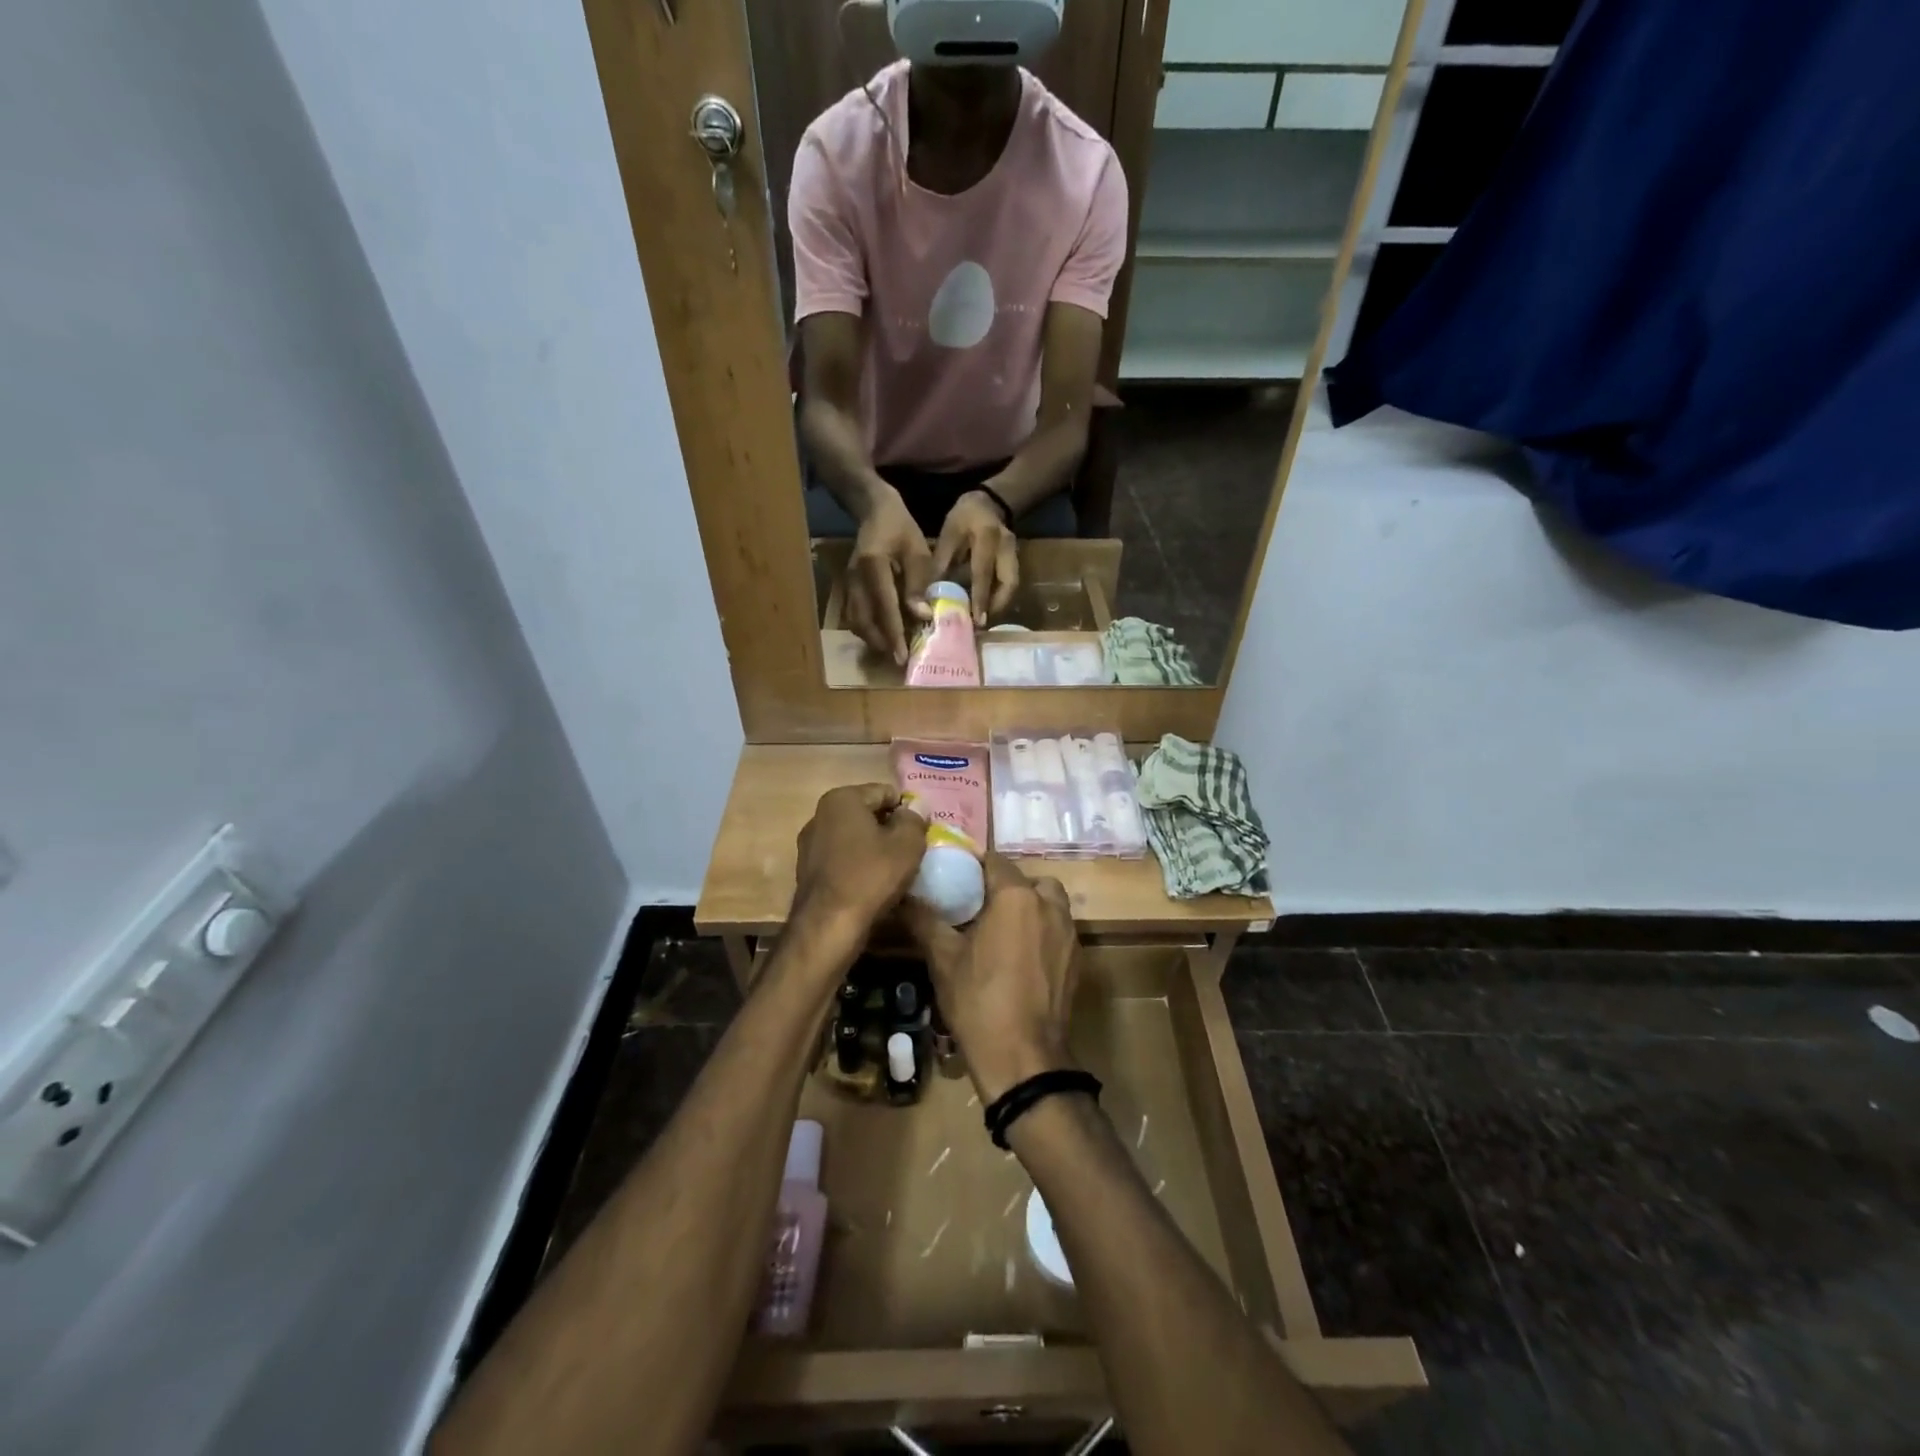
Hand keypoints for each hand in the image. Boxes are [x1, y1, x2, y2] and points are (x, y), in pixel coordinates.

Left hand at [793, 785, 927, 945]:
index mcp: (842, 799)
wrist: (828, 926)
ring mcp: (809, 843)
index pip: (886, 792)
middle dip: (889, 828)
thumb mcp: (907, 844)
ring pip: (854, 837)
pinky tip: (871, 884)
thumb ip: (914, 819)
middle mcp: (820, 814)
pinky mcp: (807, 870)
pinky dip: (858, 864)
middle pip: (867, 814)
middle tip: (911, 851)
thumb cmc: (871, 876)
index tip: (921, 833)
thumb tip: (915, 808)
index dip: (908, 811)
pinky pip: (842, 858)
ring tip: (893, 870)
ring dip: (874, 847)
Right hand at [846, 489, 933, 665]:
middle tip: (900, 659)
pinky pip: (855, 615)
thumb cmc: (901, 529)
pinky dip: (868, 628)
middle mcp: (855, 577)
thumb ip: (918, 583)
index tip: (902, 655)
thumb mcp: (917, 551)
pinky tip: (884, 634)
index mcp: (873, 565)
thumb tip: (922, 616)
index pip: (883, 605)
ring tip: (893, 649)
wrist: (874, 511)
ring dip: (873, 638)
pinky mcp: (848, 587)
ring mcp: (848, 583)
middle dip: (881, 642)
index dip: (893, 632)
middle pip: (863, 619)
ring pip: (856, 621)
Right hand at [906, 853, 1077, 1103]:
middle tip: (978, 907)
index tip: (954, 879)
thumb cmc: (978, 1001)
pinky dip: (1041, 933)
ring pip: (1049, 903)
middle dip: (1005, 888)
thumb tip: (903, 895)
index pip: (994, 861)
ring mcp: (1069, 933)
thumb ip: (924, 919)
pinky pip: (1058, 930)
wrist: (1023, 1058)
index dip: (973, 866)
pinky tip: (1019, 959)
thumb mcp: (943, 959)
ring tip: (1000, 932)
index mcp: (1016, 897)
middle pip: (1027, 880)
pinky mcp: (1077, 960)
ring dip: (1028, 908)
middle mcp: (1049, 906)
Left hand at [932, 491, 1017, 626]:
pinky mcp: (1016, 561)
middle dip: (996, 607)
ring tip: (983, 620)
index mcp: (987, 536)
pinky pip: (1011, 584)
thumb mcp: (948, 535)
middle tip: (981, 625)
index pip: (983, 572)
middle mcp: (1006, 547)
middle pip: (1009, 584)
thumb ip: (941, 564)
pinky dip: (1000, 598)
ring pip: (1012, 586)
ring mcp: (1015, 554)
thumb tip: (932, 596)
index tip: (976, 620)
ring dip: (999, 605)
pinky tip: (987, 608)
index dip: (980, 597)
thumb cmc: (963, 518)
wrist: (987, 503)